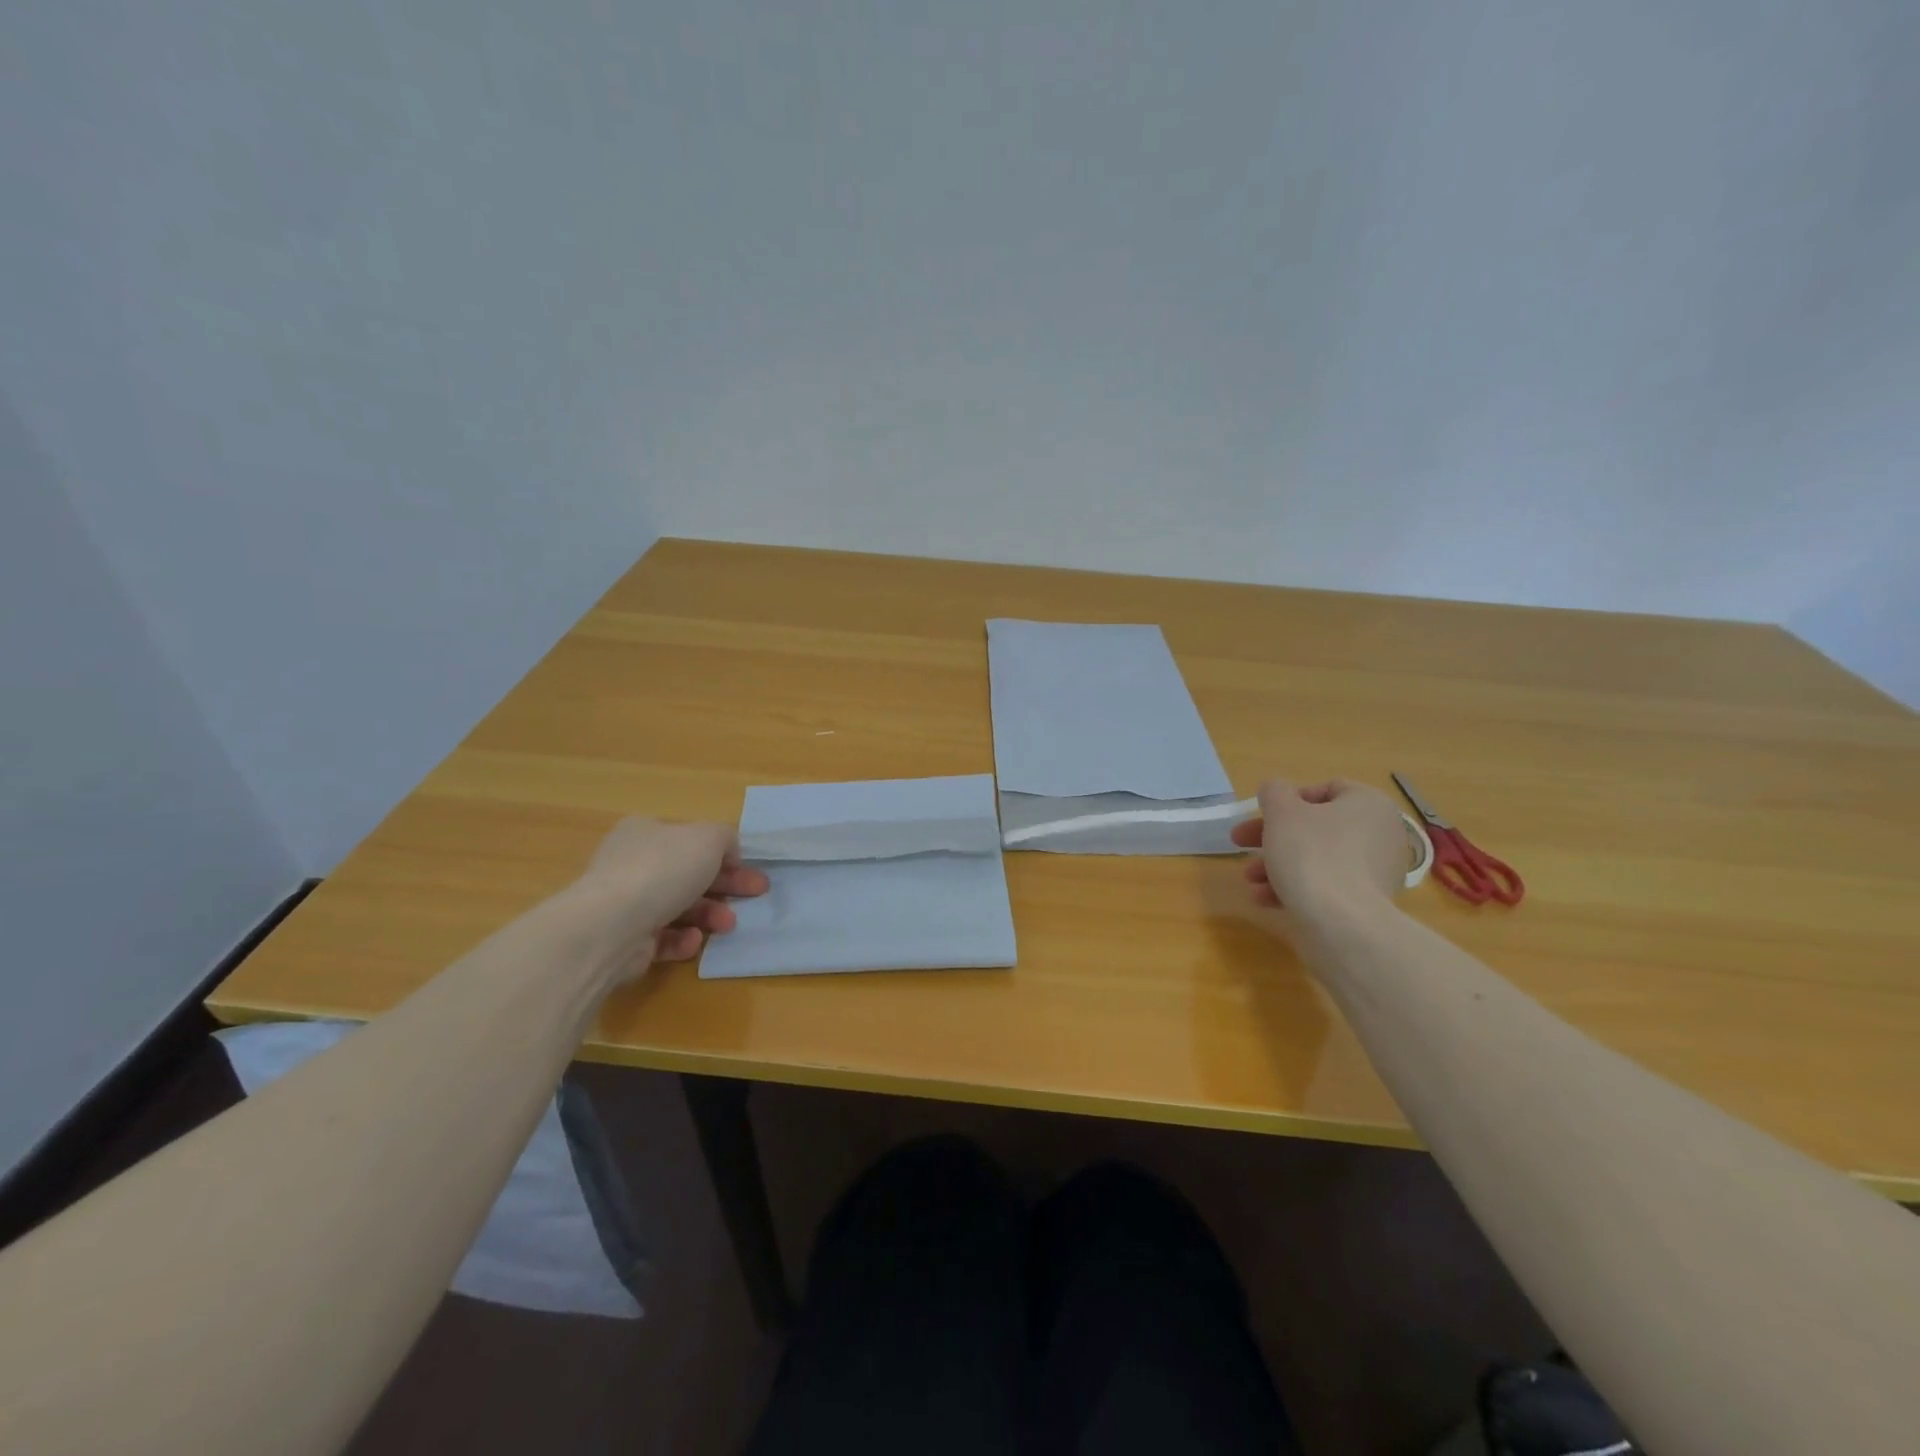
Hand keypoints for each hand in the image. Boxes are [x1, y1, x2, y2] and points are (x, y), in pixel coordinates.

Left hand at [567, 819, 769, 979]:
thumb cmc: (663, 870)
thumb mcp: (708, 838)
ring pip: (679, 907)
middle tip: (757, 893)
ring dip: (710, 914)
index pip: (689, 839)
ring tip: (728, 924)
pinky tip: (693, 941)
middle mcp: (632, 864)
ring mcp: (625, 904)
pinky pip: (662, 938)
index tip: (748, 867)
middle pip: (689, 874)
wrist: (611, 926)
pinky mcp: (625, 940)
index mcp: (645, 832)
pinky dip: (683, 940)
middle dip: (726, 885)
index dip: (722, 852)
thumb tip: (728, 852)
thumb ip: (725, 838)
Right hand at [1229, 777, 1406, 915]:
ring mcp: (1376, 872)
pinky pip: (1325, 886)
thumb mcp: (1281, 811)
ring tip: (1251, 880)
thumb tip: (1276, 791)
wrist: (1341, 923)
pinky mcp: (1366, 903)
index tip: (1263, 814)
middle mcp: (1380, 835)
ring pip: (1316, 859)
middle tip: (1240, 844)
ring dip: (1277, 865)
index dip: (1289, 799)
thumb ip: (1274, 792)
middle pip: (1315, 827)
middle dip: (1272, 837)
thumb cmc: (1311, 853)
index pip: (1327, 789)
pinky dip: (1295, 888)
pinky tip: (1265, 899)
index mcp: (1369, 804)